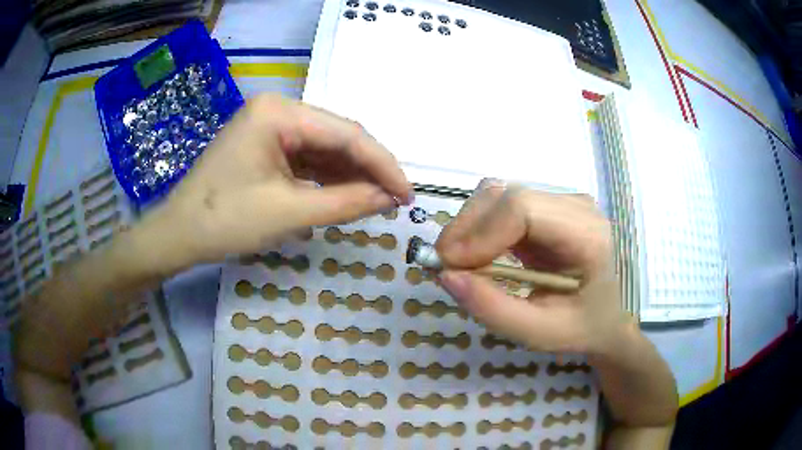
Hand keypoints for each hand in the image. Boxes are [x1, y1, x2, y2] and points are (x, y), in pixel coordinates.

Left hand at [140, 94, 412, 269]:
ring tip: (376, 202)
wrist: (178, 235)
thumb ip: (346, 203)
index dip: (382, 164)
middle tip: (395, 200)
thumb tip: (390, 199)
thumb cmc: (224, 221)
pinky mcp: (265, 146)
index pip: (346, 133)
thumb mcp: (289, 213)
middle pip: (337, 136)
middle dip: (367, 169)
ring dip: (349, 175)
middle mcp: (277, 109)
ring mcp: (270, 127)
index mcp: (278, 112)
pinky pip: (306, 159)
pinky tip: (345, 196)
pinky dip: (327, 179)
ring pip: (324, 148)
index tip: (408, 194)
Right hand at [436, 180, 628, 355]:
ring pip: (499, 194)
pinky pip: (502, 204)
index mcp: (588, 235)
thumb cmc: (580, 327)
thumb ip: (492, 309)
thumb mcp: (538, 333)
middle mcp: (576, 206)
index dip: (480, 233)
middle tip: (445, 267)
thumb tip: (446, 275)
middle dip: (467, 228)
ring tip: (460, 264)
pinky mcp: (546, 206)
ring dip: (469, 226)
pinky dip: (480, 227)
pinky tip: (477, 255)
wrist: (604, 315)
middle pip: (507, 196)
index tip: (450, 266)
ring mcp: (561, 201)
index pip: (524, 209)